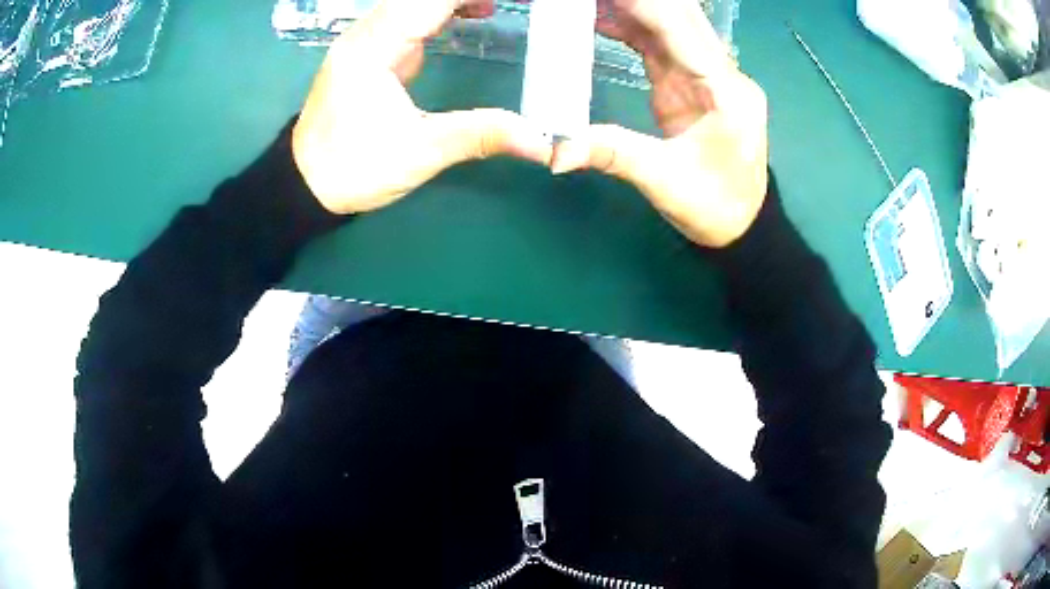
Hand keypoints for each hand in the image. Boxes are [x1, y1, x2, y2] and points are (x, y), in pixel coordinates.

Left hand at [292, 0, 552, 214]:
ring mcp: (367, 39)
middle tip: (522, 2)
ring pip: (415, 1)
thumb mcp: (421, 152)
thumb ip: (482, 136)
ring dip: (458, 0)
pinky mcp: (370, 51)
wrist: (304, 184)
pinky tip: (472, 14)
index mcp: (375, 46)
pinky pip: (411, 15)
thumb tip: (541, 143)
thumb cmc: (353, 168)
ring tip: (503, 5)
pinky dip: (444, 9)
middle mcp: (368, 32)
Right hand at [551, 0, 768, 247]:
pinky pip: (659, 45)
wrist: (743, 225)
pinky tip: (600, 19)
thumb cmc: (716, 206)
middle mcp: (722, 73)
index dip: (642, 6)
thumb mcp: (664, 182)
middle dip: (637, 1)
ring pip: (668, 26)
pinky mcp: (692, 84)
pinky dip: (631, 29)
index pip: (680, 30)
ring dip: (631, 8)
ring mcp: (707, 76)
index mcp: (725, 91)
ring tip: (588, 4)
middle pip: (679, 18)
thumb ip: (612, 154)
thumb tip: (554, 151)